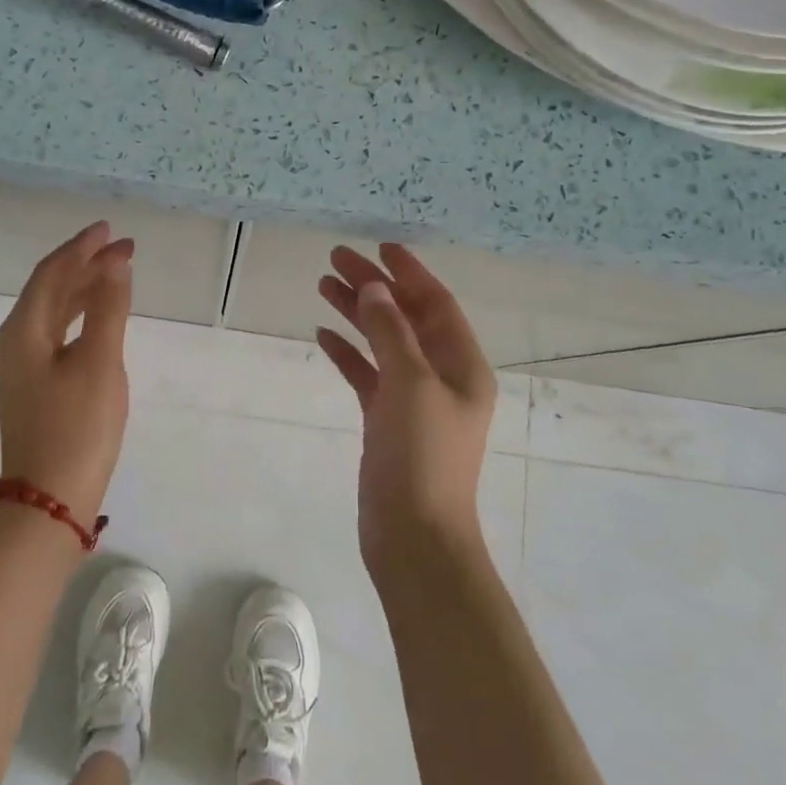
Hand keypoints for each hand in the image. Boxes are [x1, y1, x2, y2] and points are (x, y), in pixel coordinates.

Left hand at [0, 221, 134, 528]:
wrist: (50, 500)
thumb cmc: (78, 428)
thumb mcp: (100, 363)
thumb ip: (109, 309)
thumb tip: (116, 262)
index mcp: (22, 331)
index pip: (51, 273)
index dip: (81, 248)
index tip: (111, 230)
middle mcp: (15, 342)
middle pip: (50, 289)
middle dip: (87, 265)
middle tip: (125, 248)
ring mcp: (22, 366)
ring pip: (55, 312)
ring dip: (85, 289)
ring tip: (119, 273)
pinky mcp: (35, 385)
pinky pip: (58, 334)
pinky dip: (82, 317)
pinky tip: (102, 318)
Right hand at [316, 244, 497, 571]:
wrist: (414, 537)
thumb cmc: (422, 457)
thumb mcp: (410, 385)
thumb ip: (391, 332)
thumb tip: (376, 288)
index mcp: (462, 366)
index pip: (436, 304)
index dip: (410, 273)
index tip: (381, 246)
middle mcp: (441, 377)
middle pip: (405, 318)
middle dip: (375, 287)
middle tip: (336, 260)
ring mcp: (413, 400)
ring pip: (383, 343)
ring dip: (357, 314)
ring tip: (323, 285)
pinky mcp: (386, 421)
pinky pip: (367, 375)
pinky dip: (348, 354)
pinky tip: (323, 335)